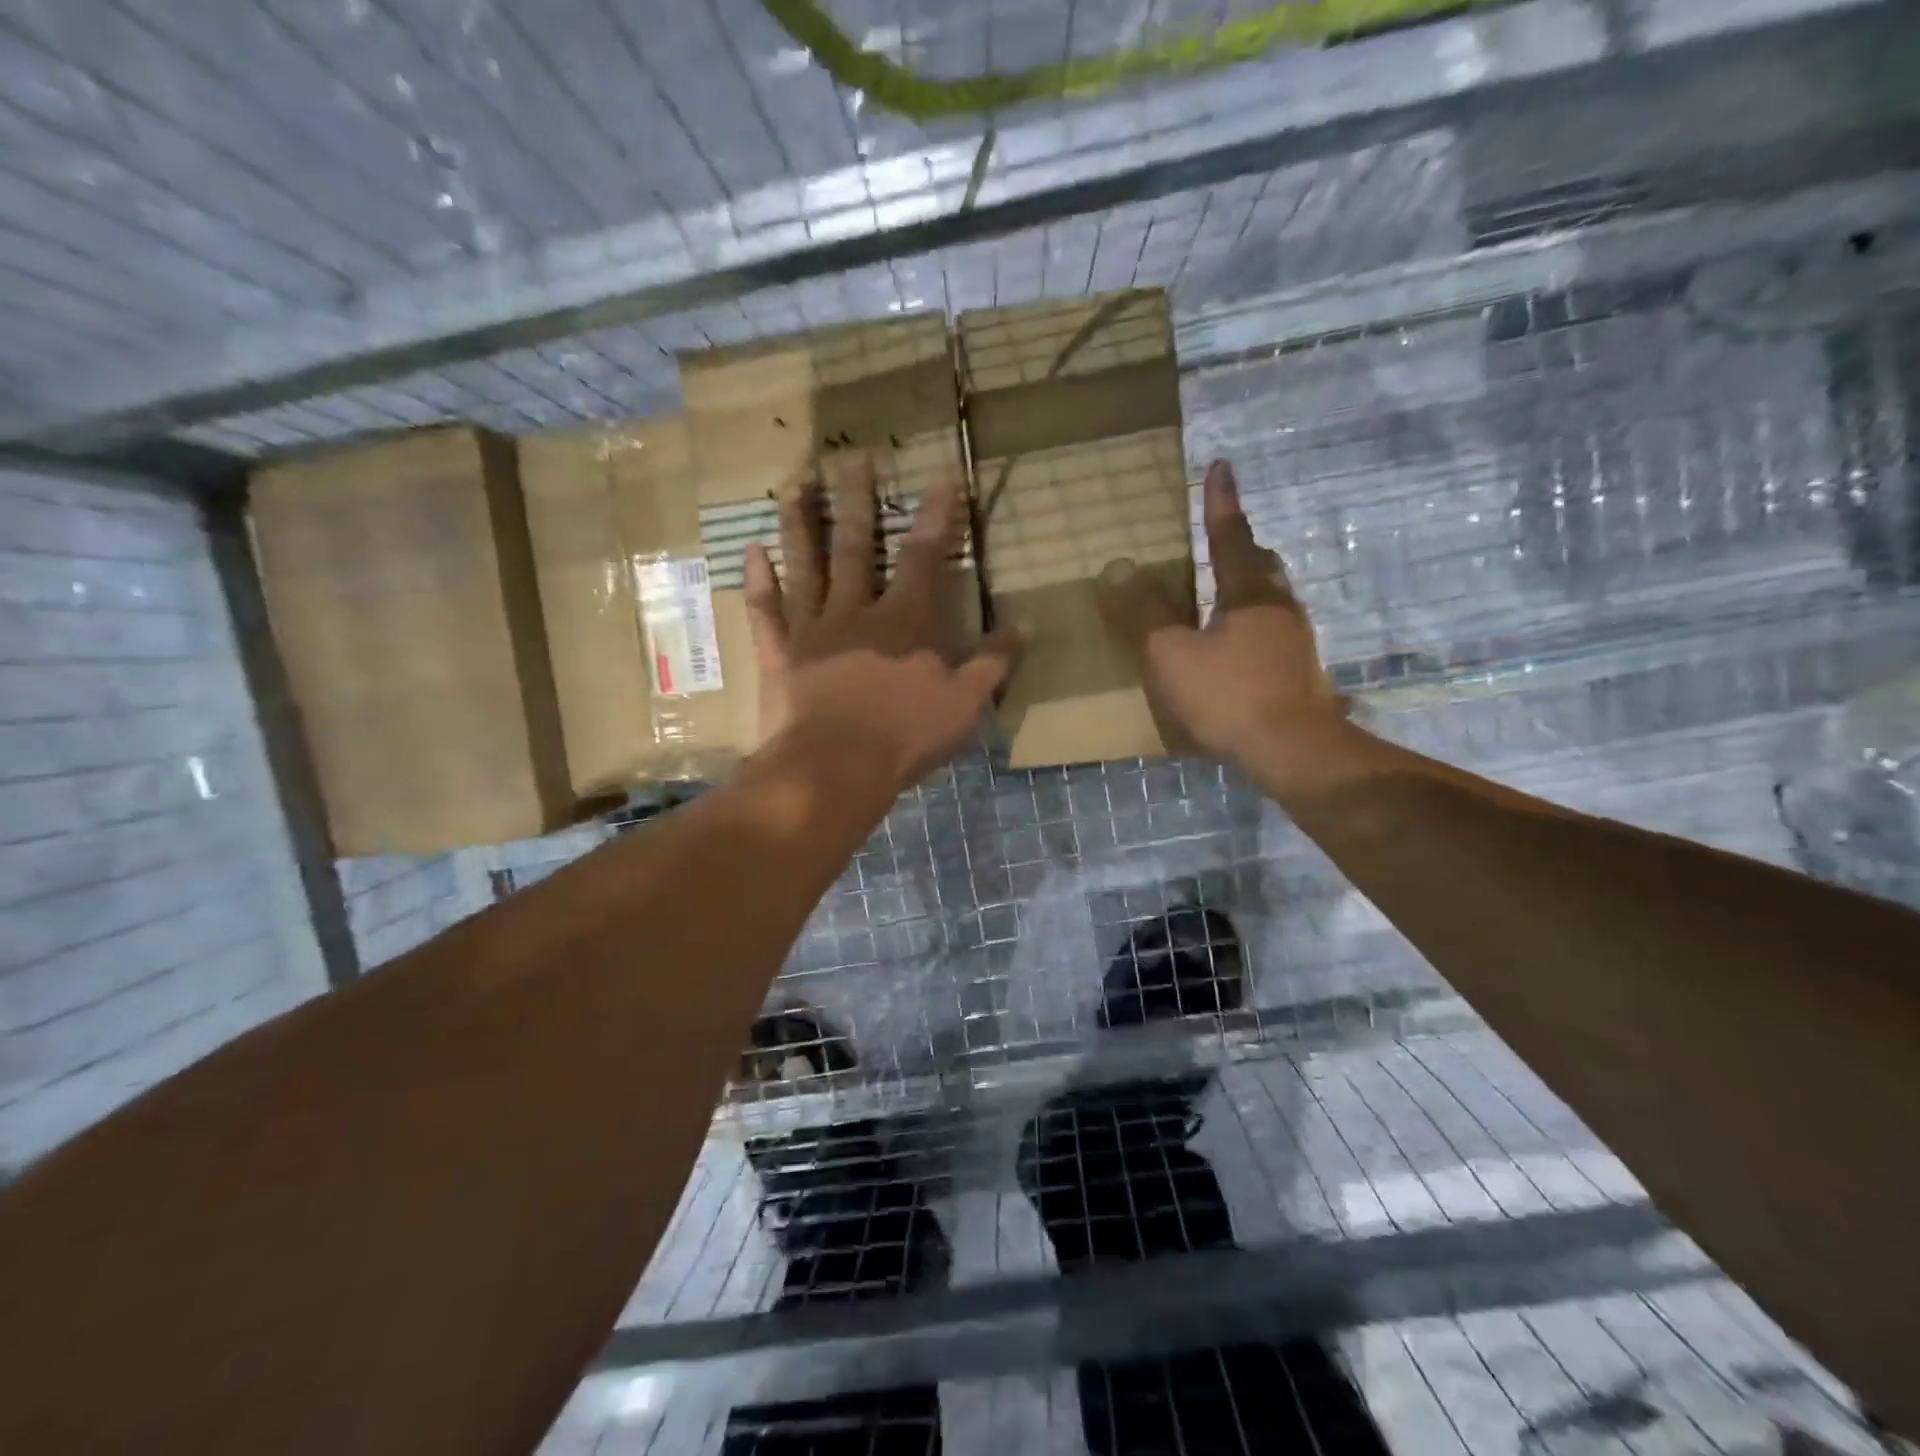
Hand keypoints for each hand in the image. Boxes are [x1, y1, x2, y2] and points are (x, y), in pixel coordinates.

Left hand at [743, 455, 1020, 792]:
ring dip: (799, 524)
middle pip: (855, 546)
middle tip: (852, 458)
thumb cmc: (905, 735)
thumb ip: (994, 662)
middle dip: (857, 501)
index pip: (923, 558)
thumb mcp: (965, 703)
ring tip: (794, 485)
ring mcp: (812, 631)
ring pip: (805, 567)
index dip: (936, 518)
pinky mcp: (780, 656)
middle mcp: (855, 612)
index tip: (941, 478)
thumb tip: (1026, 625)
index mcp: (904, 621)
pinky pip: (766, 613)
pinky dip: (757, 582)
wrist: (836, 767)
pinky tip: (750, 551)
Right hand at [1098, 459, 1343, 787]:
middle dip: (1240, 546)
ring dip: (1248, 586)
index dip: (1220, 501)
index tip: (1221, 465)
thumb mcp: (1171, 655)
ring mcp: (1295, 640)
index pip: (1229, 535)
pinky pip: (1272, 630)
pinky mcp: (1299, 671)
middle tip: (1221, 539)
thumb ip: (1144, 615)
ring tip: (1223, 592)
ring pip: (1271, 596)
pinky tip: (1236, 646)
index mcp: (1248, 593)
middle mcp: (1279, 606)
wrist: (1292, 749)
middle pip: (1261, 563)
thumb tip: (1120, 572)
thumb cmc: (1228, 694)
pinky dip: (1251, 623)